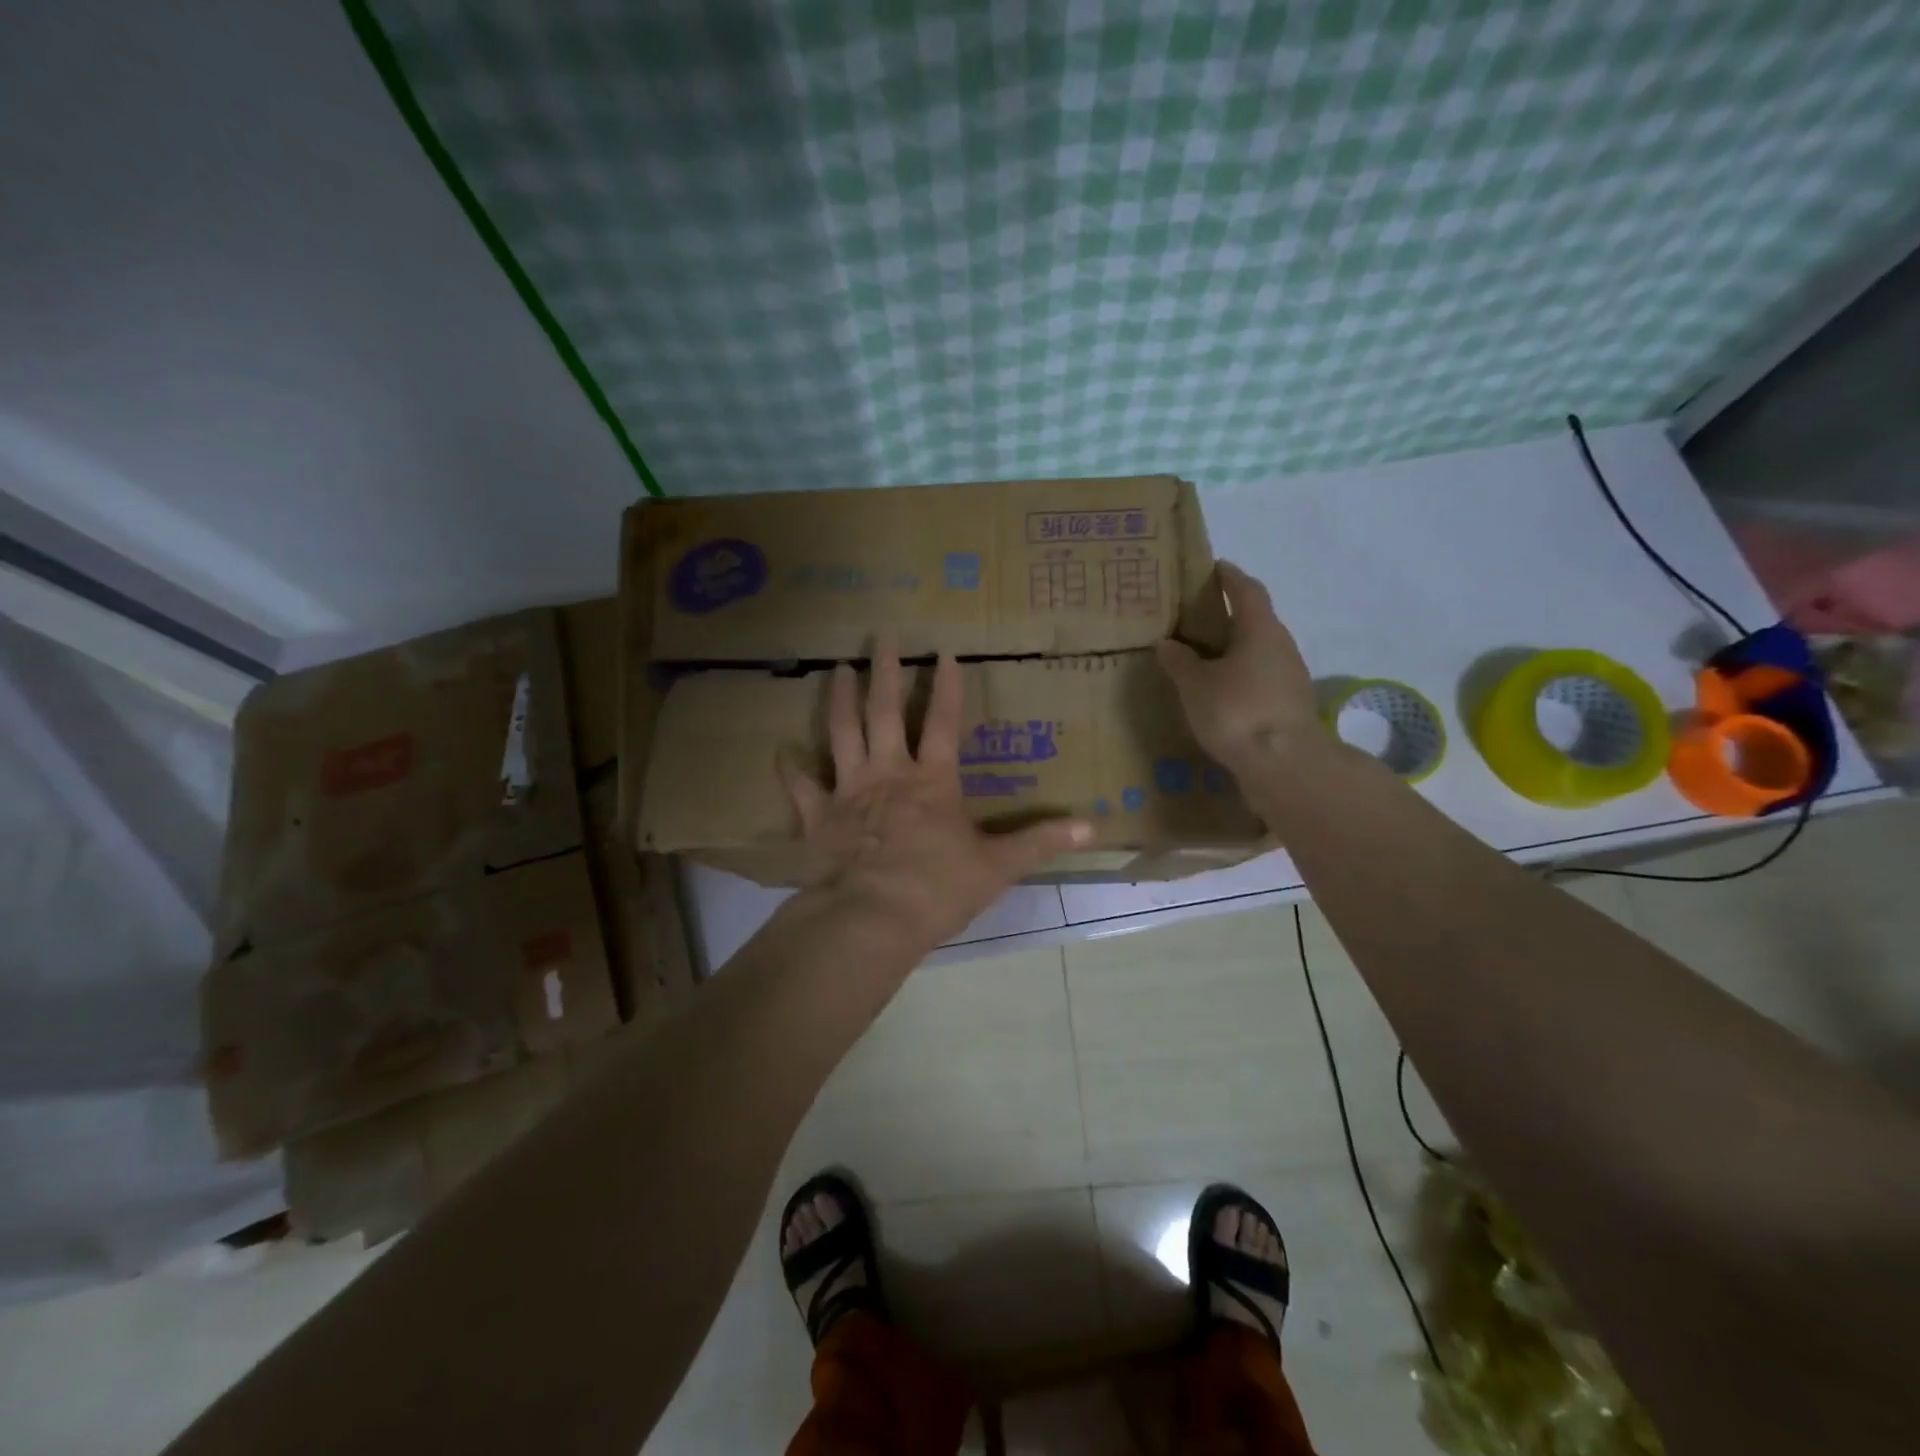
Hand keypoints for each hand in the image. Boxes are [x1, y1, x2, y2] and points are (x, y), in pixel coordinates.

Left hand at [779, 640, 1091, 950]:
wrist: (874, 918)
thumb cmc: (938, 888)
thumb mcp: (999, 866)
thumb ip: (1042, 841)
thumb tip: (1094, 827)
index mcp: (933, 781)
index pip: (944, 722)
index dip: (947, 686)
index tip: (945, 652)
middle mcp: (889, 773)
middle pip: (886, 712)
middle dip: (886, 672)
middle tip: (881, 639)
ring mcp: (850, 791)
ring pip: (842, 733)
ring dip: (840, 700)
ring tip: (836, 670)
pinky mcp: (820, 817)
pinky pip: (802, 788)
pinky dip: (792, 770)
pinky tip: (781, 752)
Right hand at [1155, 562, 1321, 771]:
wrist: (1284, 764)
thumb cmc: (1237, 711)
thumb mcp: (1196, 685)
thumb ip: (1180, 662)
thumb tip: (1168, 643)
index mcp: (1260, 629)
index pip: (1246, 590)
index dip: (1230, 577)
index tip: (1214, 567)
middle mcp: (1281, 646)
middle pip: (1256, 620)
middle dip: (1230, 614)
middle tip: (1198, 615)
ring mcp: (1290, 676)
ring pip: (1259, 651)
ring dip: (1235, 648)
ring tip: (1204, 655)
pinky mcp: (1289, 704)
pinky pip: (1260, 677)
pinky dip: (1240, 675)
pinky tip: (1220, 689)